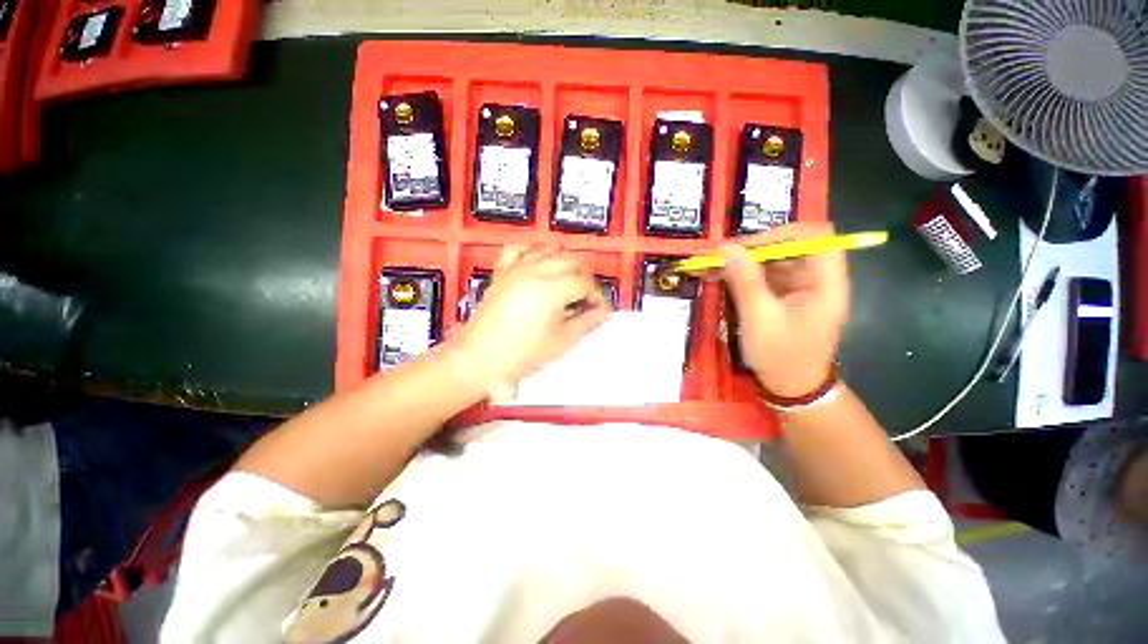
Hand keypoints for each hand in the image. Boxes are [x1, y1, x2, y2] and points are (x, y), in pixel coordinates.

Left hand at [455, 245, 611, 385]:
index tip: (599, 311)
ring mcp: (515, 269)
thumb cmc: (523, 355)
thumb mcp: (561, 342)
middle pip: (570, 262)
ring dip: (564, 264)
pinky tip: (538, 264)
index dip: (596, 296)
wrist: (479, 359)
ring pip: (548, 251)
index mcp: (551, 290)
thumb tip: (603, 313)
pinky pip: (518, 250)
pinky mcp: (501, 272)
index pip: (584, 284)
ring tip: (567, 283)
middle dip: (585, 278)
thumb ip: (585, 323)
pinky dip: (533, 252)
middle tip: (586, 299)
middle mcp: (535, 271)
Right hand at [722, 222, 849, 397]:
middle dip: (754, 247)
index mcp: (825, 284)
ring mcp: (801, 288)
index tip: (748, 246)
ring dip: (745, 260)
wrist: (792, 388)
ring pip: (775, 260)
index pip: (816, 237)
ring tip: (714, 265)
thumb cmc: (782, 357)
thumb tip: (727, 249)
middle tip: (721, 255)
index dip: (784, 234)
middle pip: (792, 246)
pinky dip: (744, 273)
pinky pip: (766, 275)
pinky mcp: (785, 296)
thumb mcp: (760, 320)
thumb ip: (745, 282)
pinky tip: (722, 276)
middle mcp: (816, 280)